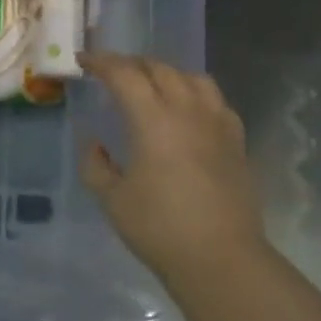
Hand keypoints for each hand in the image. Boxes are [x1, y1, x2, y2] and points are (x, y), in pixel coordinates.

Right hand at [79, 52, 269, 285]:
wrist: (221, 258)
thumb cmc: (158, 228)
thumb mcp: (111, 198)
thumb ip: (95, 164)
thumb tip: (95, 144)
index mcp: (153, 120)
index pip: (125, 75)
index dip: (101, 63)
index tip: (84, 61)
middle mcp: (188, 111)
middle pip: (160, 69)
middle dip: (132, 64)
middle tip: (111, 72)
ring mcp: (218, 124)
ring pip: (193, 78)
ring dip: (166, 73)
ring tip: (151, 84)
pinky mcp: (237, 141)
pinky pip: (215, 100)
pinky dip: (194, 92)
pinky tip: (187, 110)